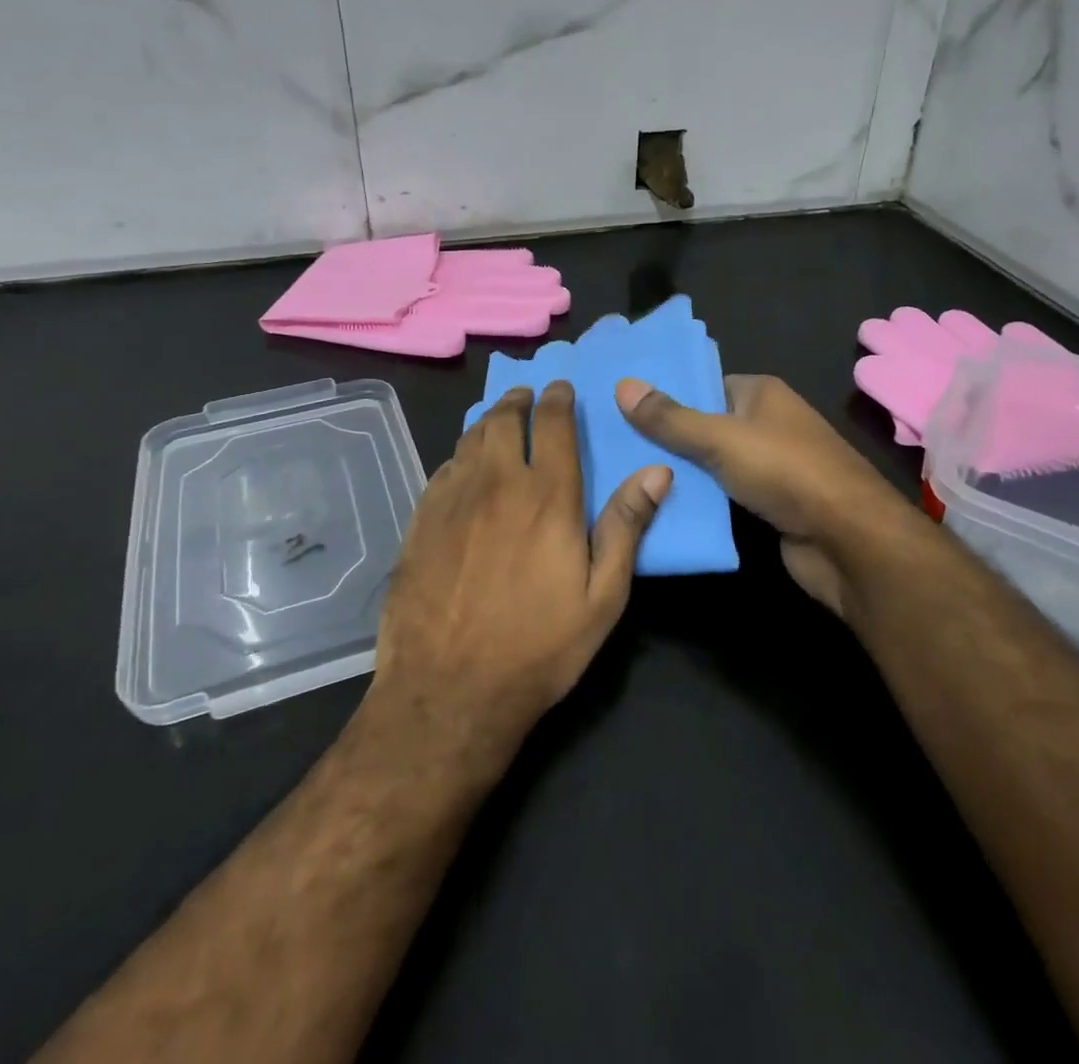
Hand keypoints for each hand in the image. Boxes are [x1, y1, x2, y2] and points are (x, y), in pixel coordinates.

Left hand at [370, 382, 670, 761]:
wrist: (448, 690)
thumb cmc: (539, 647)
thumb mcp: (602, 596)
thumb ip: (626, 527)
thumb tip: (657, 471)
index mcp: (547, 495)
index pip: (554, 424)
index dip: (559, 399)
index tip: (561, 387)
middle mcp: (496, 483)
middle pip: (504, 420)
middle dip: (518, 400)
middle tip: (526, 396)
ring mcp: (452, 500)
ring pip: (469, 439)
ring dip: (487, 422)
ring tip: (497, 420)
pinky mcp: (420, 521)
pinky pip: (442, 470)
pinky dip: (459, 457)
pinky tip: (462, 467)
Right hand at [616, 374, 915, 616]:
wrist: (849, 542)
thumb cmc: (787, 472)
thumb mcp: (721, 439)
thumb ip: (670, 418)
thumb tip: (622, 384)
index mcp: (761, 393)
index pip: (704, 385)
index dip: (667, 394)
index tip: (621, 406)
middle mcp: (767, 424)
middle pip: (704, 425)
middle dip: (665, 437)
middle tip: (612, 443)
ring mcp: (769, 467)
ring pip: (711, 463)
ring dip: (678, 472)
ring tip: (623, 473)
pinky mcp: (768, 505)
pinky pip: (722, 496)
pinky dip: (697, 501)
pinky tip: (657, 506)